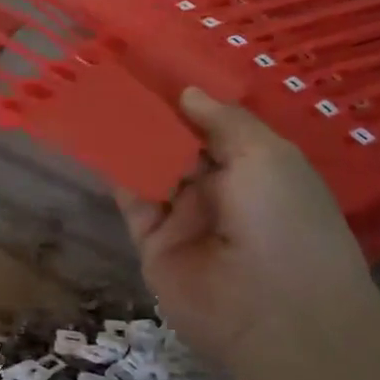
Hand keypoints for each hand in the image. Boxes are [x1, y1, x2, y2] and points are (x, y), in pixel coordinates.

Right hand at [116, 87, 379, 378]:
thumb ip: (223, 121)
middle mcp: (217, 190)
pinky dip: (113, 169)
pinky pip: (130, 199)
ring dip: (127, 136)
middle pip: (176, 144)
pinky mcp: (151, 242)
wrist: (277, 314)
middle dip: (151, 114)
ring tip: (96, 93)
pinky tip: (94, 134)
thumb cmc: (285, 220)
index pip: (211, 127)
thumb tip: (187, 93)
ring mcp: (183, 217)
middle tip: (114, 73)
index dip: (184, 100)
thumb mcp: (267, 156)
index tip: (152, 65)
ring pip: (149, 167)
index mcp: (253, 168)